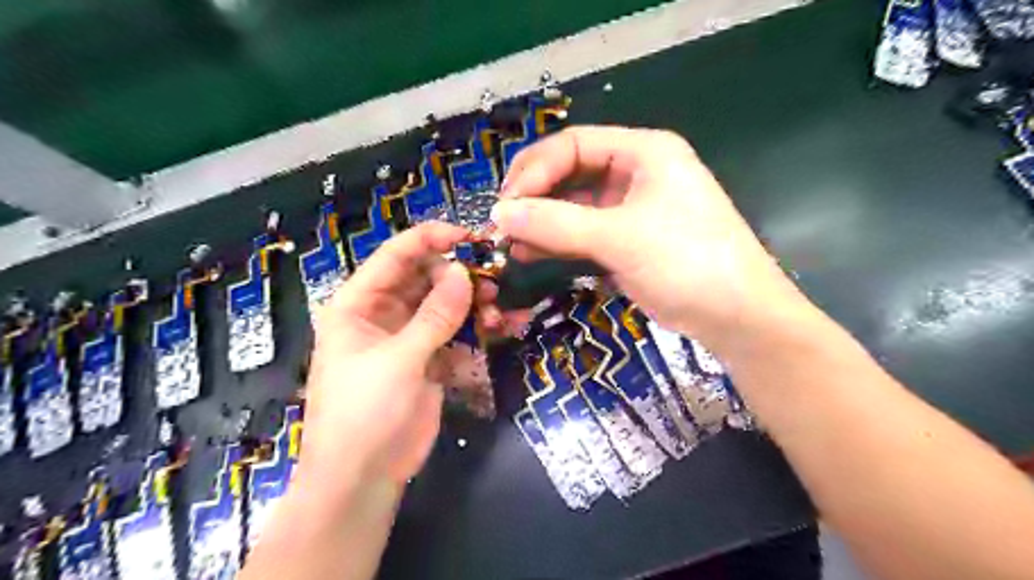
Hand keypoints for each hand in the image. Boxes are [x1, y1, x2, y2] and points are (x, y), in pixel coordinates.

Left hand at [302, 223, 473, 488]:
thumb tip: (464, 273)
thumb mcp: (398, 360)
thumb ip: (434, 316)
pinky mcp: (432, 358)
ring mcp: (410, 336)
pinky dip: (480, 326)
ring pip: (446, 304)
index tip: (470, 236)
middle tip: (493, 279)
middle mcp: (384, 313)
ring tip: (497, 310)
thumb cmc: (364, 412)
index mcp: (359, 304)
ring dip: (474, 301)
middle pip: (426, 277)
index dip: (430, 240)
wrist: (365, 477)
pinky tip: (506, 324)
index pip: (395, 256)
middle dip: (460, 275)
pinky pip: (458, 331)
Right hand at [490, 126, 801, 347]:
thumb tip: (499, 214)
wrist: (736, 316)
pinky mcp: (627, 240)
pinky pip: (583, 233)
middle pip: (571, 173)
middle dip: (535, 196)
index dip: (535, 170)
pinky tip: (530, 253)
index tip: (505, 203)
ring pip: (574, 206)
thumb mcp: (619, 237)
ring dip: (542, 221)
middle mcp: (636, 173)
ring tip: (509, 242)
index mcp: (643, 152)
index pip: (574, 145)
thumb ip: (556, 223)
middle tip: (502, 223)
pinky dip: (557, 242)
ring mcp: (631, 209)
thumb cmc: (686, 261)